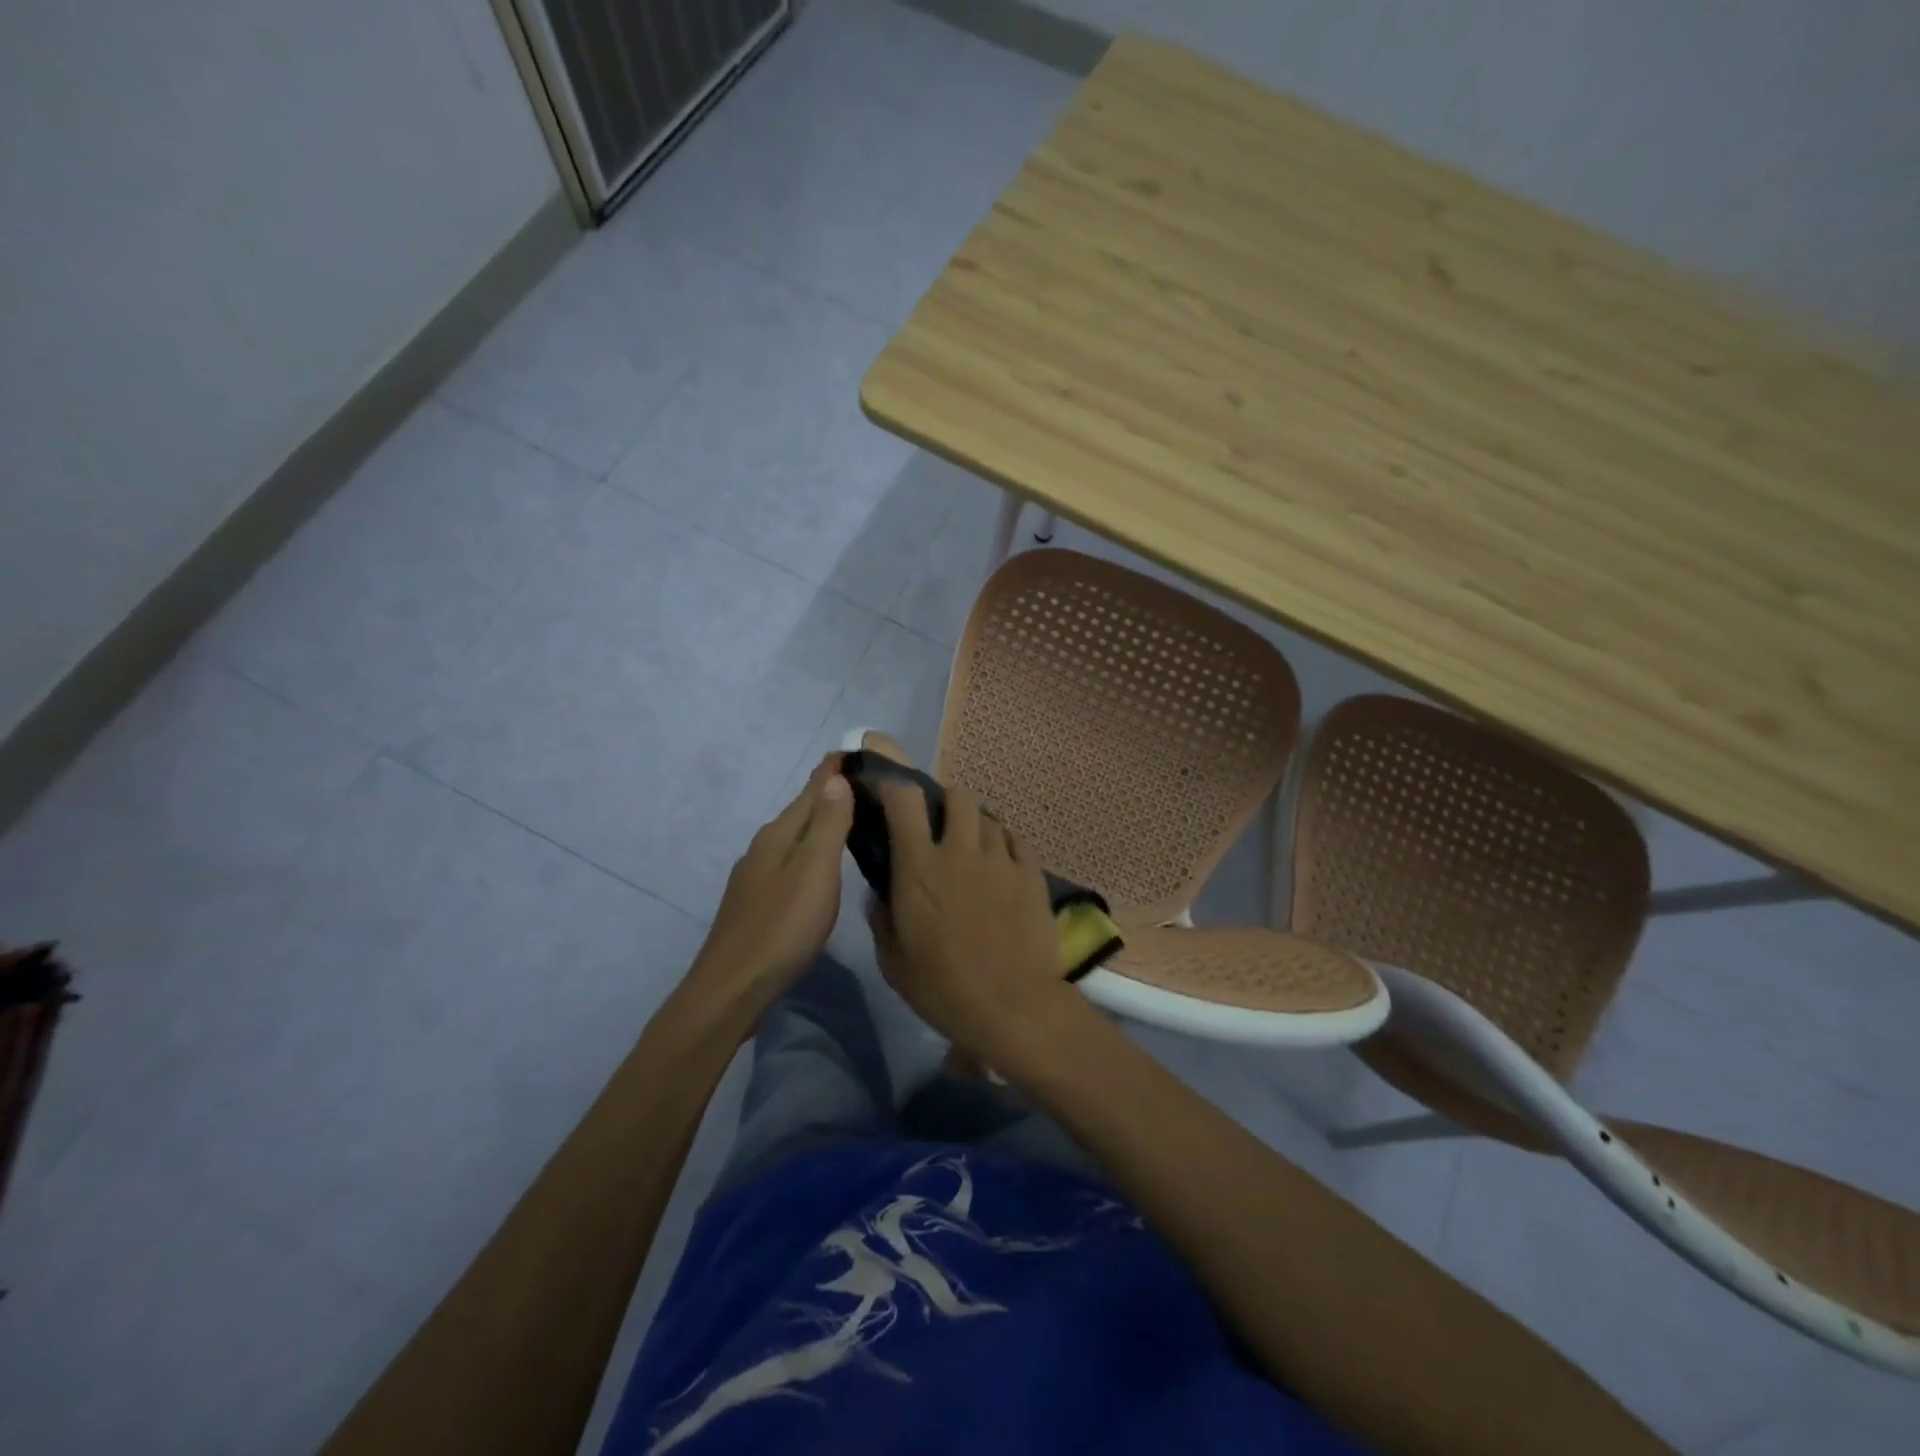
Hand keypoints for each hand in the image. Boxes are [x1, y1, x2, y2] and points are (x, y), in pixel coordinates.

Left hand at [690, 756, 854, 1015]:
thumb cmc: (781, 928)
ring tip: (847, 816)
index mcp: (778, 836)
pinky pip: (790, 861)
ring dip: (819, 822)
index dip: (832, 770)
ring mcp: (756, 878)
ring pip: (794, 838)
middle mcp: (763, 849)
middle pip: (801, 812)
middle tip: (861, 780)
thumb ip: (827, 824)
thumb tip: (835, 778)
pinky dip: (810, 851)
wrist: (732, 989)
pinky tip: (819, 865)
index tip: (854, 748)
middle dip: (828, 793)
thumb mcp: (814, 871)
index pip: (811, 790)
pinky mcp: (758, 904)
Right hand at [871, 779, 1064, 1053]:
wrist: (1013, 1006)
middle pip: (958, 796)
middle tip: (943, 828)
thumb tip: (881, 897)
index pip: (905, 800)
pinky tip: (1003, 866)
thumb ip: (882, 920)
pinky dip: (1007, 846)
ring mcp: (1001, 860)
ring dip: (977, 828)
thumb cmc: (943, 988)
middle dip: (947, 803)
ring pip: (990, 818)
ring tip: (976, 851)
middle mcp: (960, 851)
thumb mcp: (893, 962)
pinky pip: (1018, 841)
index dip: (894, 787)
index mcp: (919, 867)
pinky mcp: (1032, 874)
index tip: (888, 794)